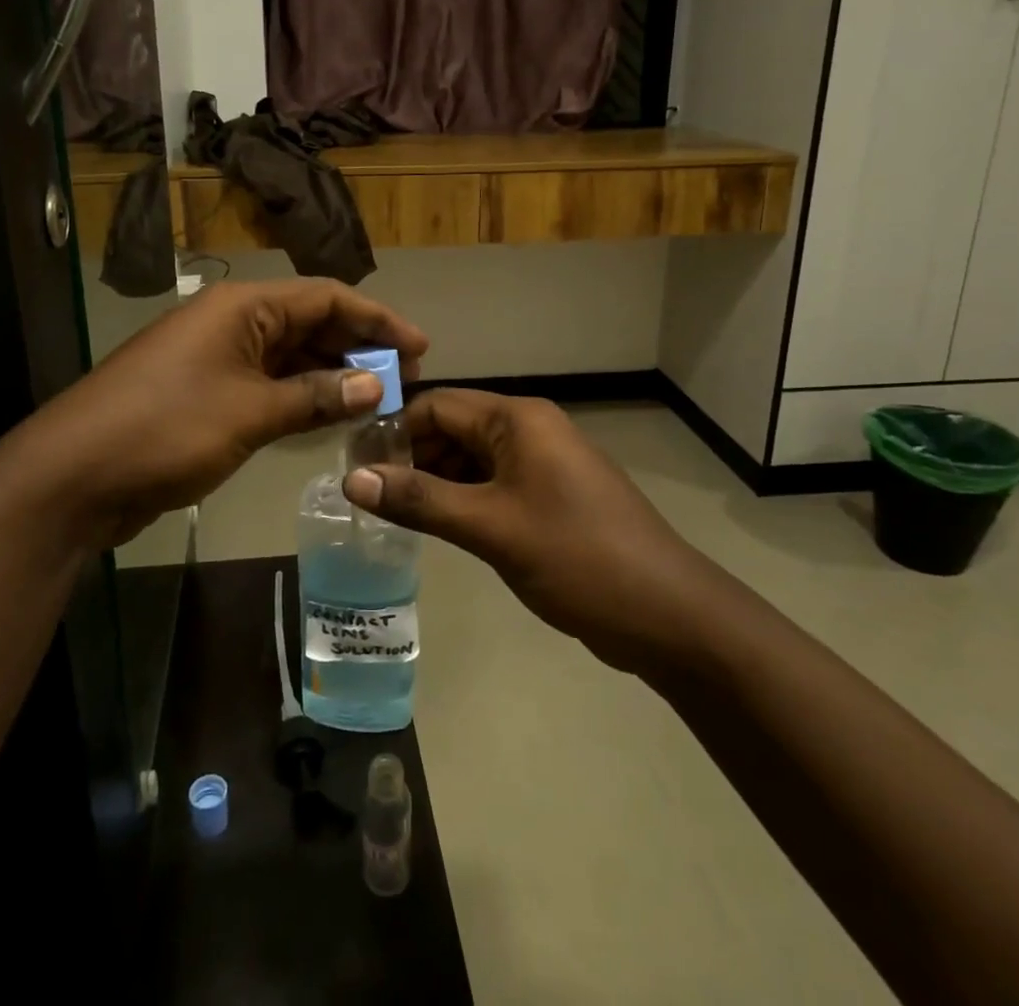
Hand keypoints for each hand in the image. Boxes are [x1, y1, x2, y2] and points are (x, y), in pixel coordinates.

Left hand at [11, 279, 425, 550]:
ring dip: (333, 376)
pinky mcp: (207, 393)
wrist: (75, 476)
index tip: (419, 349)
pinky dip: (301, 397)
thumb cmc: (167, 429)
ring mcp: (217, 358)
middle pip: (310, 323)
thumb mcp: (251, 412)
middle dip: (358, 348)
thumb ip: (317, 396)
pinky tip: (330, 417)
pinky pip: (268, 384)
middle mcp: (233, 322)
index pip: (326, 297)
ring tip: (379, 401)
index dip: (377, 320)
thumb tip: (378, 384)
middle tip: (405, 380)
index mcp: (243, 307)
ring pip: (291, 356)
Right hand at [342, 389, 704, 675]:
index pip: (437, 405)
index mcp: (517, 419)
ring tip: (391, 512)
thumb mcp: (490, 528)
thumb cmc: (576, 556)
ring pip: (471, 458)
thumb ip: (420, 500)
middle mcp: (529, 429)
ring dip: (433, 479)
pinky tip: (433, 524)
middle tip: (366, 494)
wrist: (666, 612)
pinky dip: (460, 498)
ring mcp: (542, 463)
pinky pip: (492, 483)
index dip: (393, 430)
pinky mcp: (549, 495)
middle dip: (410, 456)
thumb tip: (352, 479)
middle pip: (453, 427)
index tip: (353, 465)